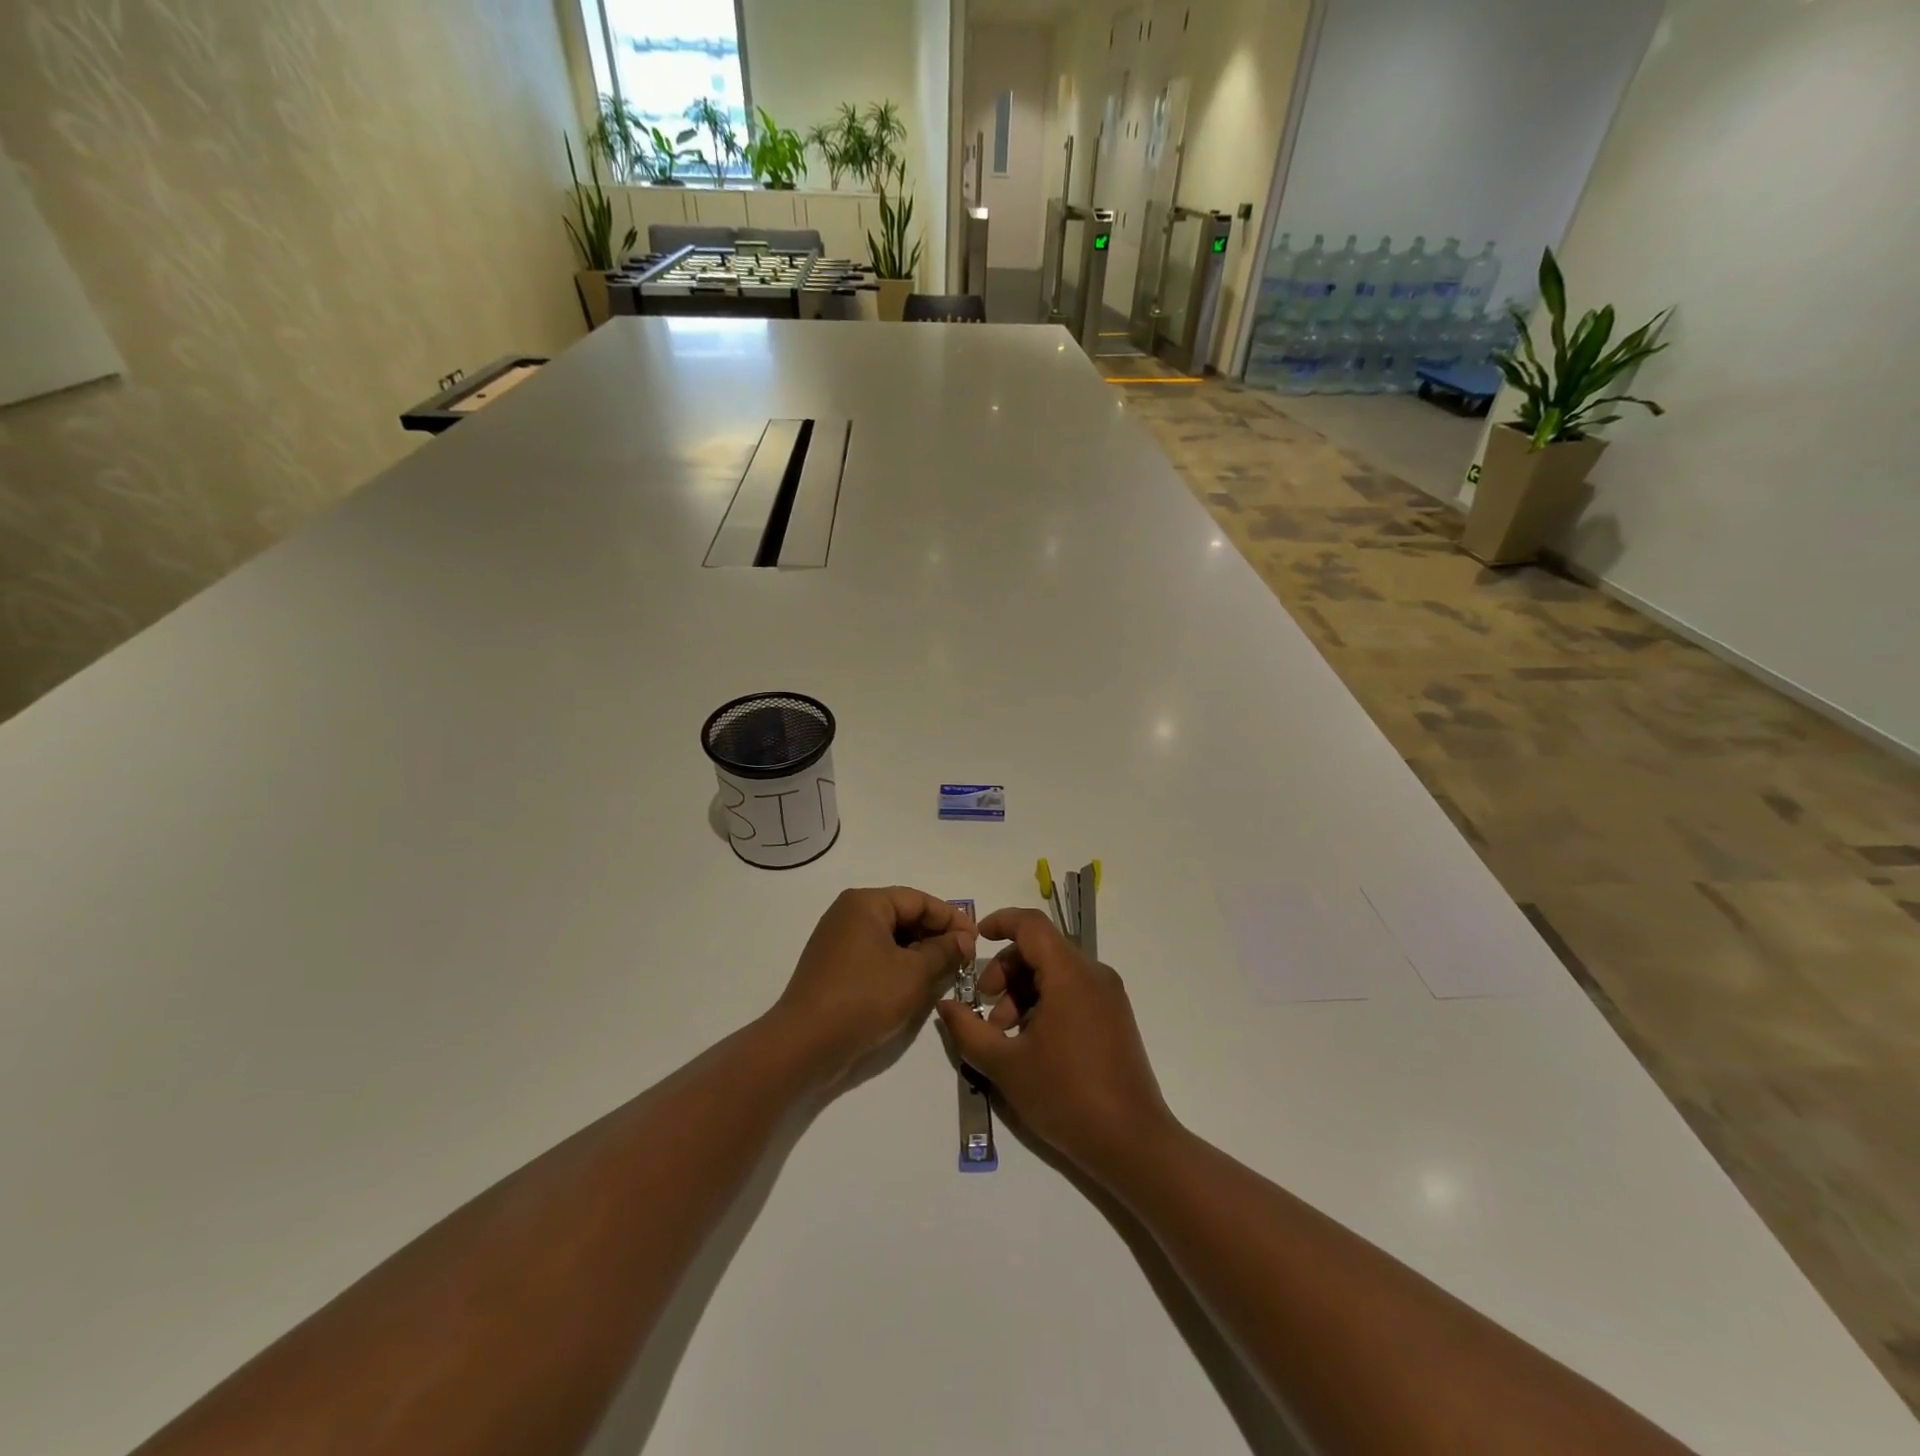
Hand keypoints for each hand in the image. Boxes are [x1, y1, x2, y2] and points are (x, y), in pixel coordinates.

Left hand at [773, 887, 976, 1080]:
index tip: (976, 942)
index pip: (919, 900)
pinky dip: (898, 965)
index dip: (951, 919)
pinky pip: (874, 955)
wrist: (805, 1044)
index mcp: (866, 903)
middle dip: (935, 935)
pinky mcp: (833, 966)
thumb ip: (945, 951)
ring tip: (945, 973)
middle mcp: (848, 913)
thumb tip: (964, 939)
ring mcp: (837, 940)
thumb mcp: (915, 973)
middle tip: (964, 959)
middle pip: (903, 915)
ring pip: (889, 938)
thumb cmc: (864, 998)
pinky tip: (916, 985)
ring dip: (918, 953)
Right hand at [935, 907, 1173, 1174]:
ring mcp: (1109, 996)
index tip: (975, 938)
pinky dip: (1045, 1002)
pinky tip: (1032, 1042)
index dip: (1000, 922)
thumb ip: (968, 1030)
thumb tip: (946, 1005)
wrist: (1132, 1143)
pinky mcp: (1115, 1016)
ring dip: (1023, 992)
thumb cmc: (1065, 1096)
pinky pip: (1073, 991)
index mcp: (1070, 974)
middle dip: (1006, 971)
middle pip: (1041, 949)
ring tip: (1005, 1035)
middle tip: (985, 1009)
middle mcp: (1094, 974)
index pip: (1031, 924)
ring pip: (1056, 972)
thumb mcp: (1005, 1065)